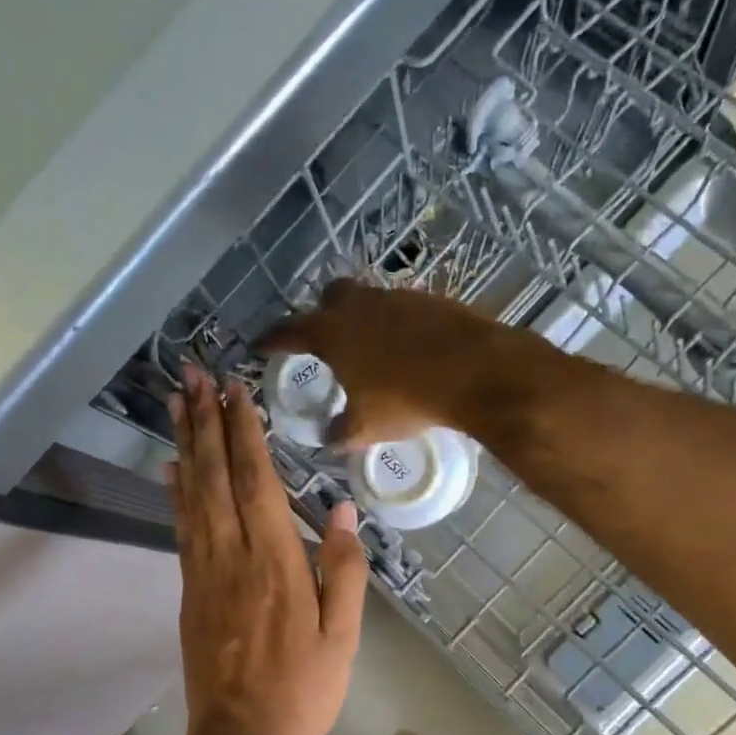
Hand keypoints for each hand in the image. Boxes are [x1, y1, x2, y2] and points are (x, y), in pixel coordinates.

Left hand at [167, 364, 367, 734]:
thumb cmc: (303, 690)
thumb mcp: (342, 635)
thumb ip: (343, 568)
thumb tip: (343, 507)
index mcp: (276, 562)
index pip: (256, 481)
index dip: (243, 431)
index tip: (234, 390)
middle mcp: (232, 555)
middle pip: (215, 475)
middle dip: (205, 421)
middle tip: (193, 374)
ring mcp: (203, 572)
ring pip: (191, 495)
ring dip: (185, 444)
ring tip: (176, 403)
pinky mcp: (188, 590)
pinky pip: (181, 528)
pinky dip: (175, 492)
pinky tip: (171, 467)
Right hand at [256, 278, 542, 447]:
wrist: (475, 372)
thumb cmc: (406, 399)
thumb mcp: (365, 427)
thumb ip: (340, 432)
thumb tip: (330, 437)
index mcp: (331, 332)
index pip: (288, 331)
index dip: (271, 339)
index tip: (260, 345)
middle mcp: (359, 305)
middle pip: (329, 297)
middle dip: (321, 314)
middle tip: (324, 340)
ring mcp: (396, 297)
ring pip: (368, 300)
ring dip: (362, 319)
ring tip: (368, 349)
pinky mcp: (429, 299)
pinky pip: (400, 308)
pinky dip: (394, 325)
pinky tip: (405, 349)